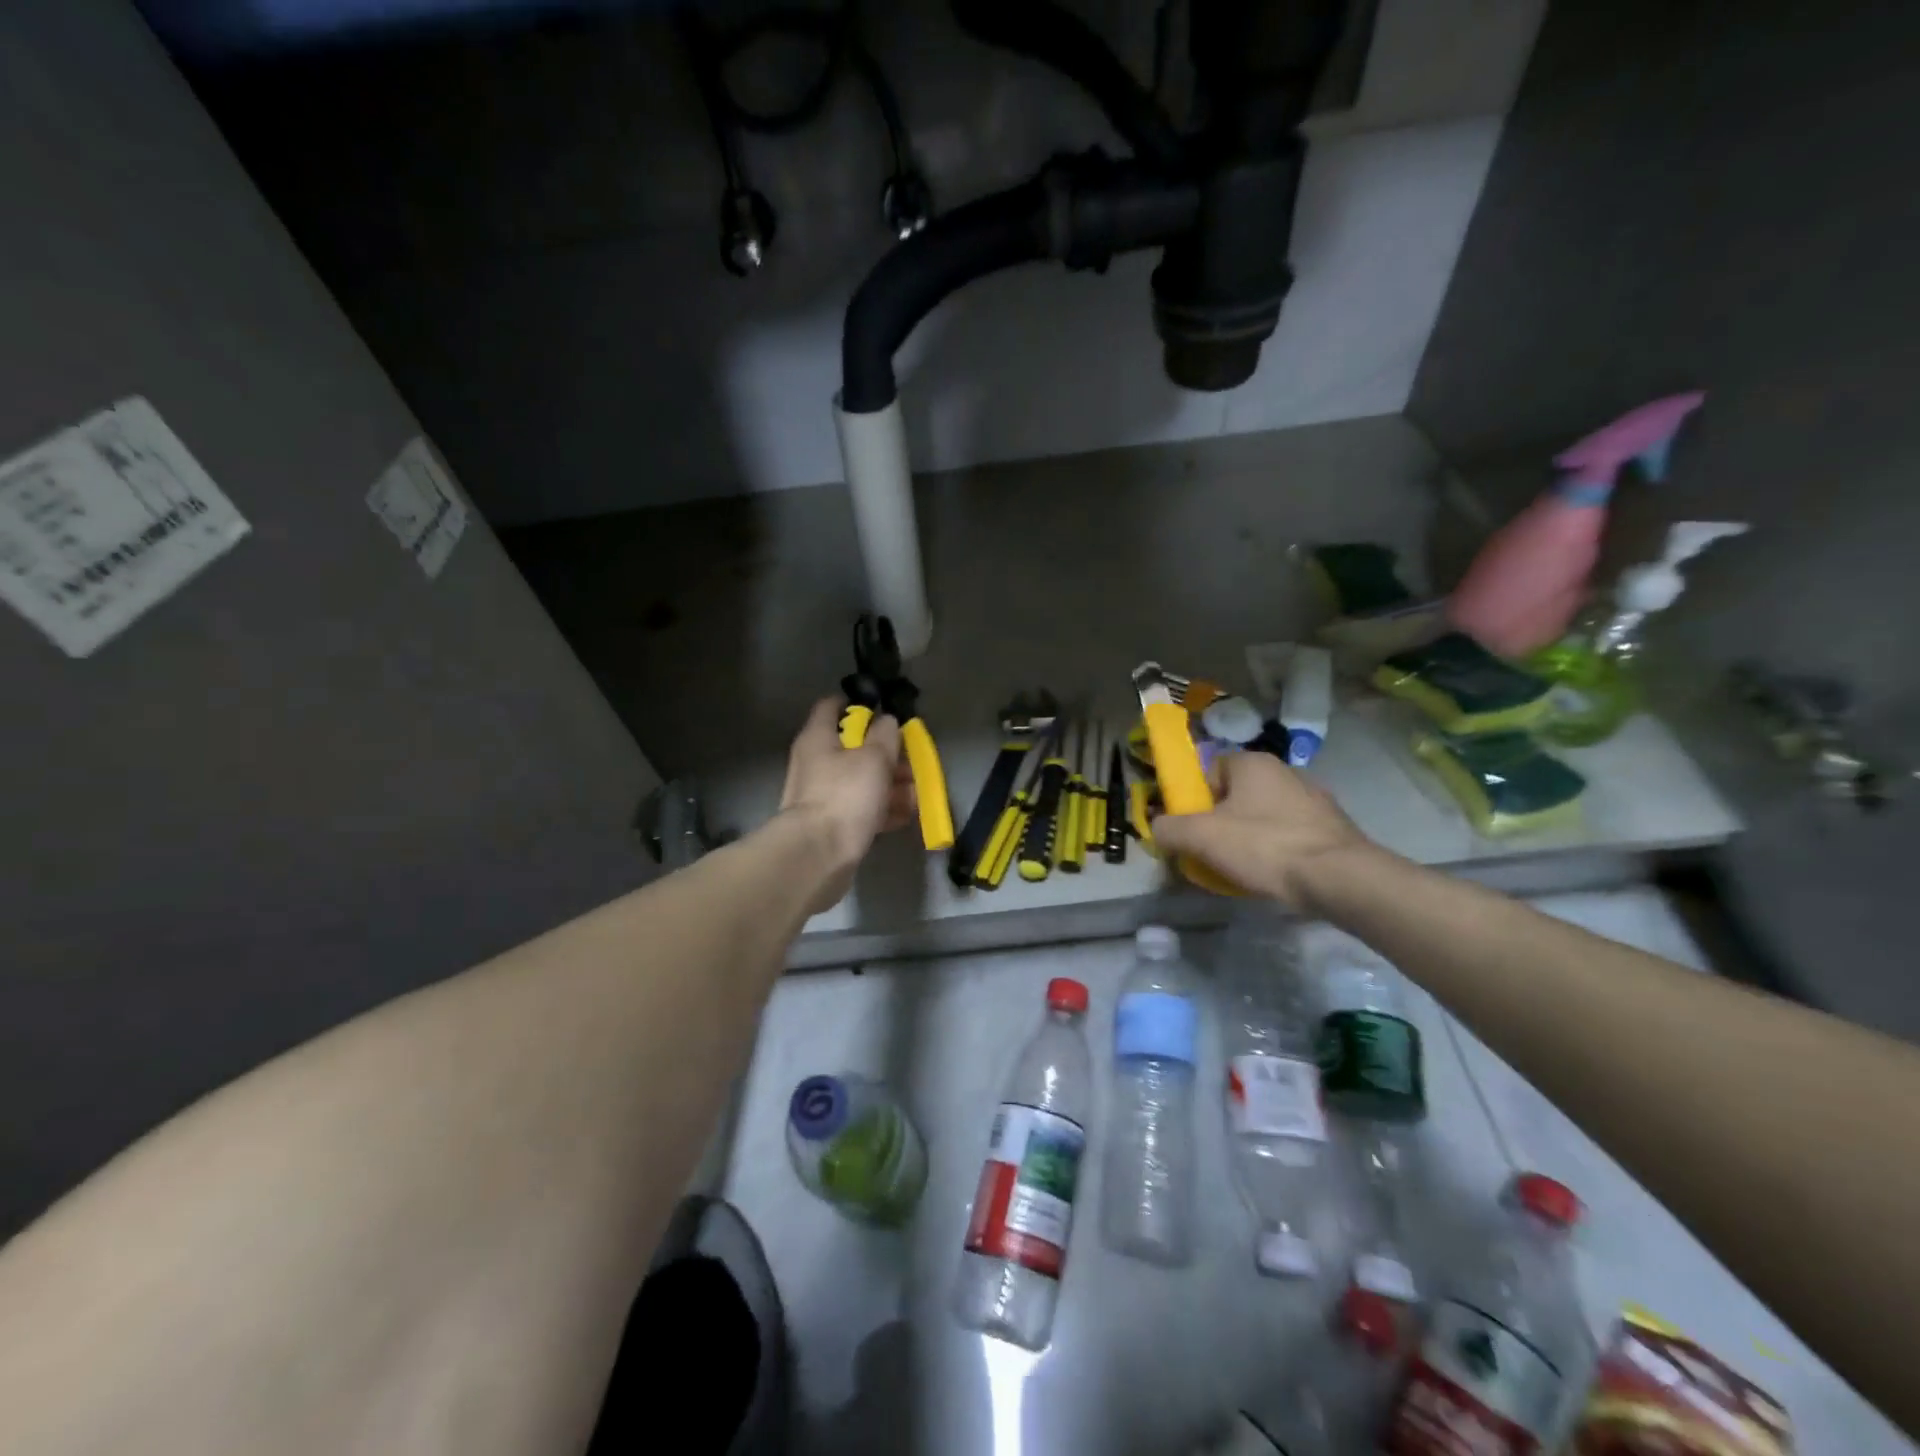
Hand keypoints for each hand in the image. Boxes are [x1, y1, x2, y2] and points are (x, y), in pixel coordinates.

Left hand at [779, 697, 914, 911]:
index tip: (882, 708)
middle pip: (852, 747)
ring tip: (918, 792)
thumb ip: (885, 735)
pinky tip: (907, 815)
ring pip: (859, 780)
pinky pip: (860, 808)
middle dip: (885, 753)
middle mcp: (815, 763)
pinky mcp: (830, 824)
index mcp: (818, 738)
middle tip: (913, 760)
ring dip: (889, 783)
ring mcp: (821, 795)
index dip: (857, 703)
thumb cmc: (845, 796)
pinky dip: (881, 808)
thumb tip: (887, 720)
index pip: (832, 706)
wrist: (817, 856)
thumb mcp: (874, 758)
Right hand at [1151, 751, 1374, 910]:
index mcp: (1252, 763)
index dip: (1195, 801)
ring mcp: (1314, 799)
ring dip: (1248, 839)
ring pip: (1263, 817)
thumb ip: (1169, 829)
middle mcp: (1285, 771)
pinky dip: (1276, 852)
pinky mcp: (1332, 828)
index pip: (1209, 773)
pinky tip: (1274, 876)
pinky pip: (1289, 835)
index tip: (1192, 831)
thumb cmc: (1264, 847)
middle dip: (1220, 823)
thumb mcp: (1201, 837)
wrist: (1340, 878)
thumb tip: (1157, 828)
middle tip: (1211, 854)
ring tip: (1242, 871)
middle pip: (1236, 797)